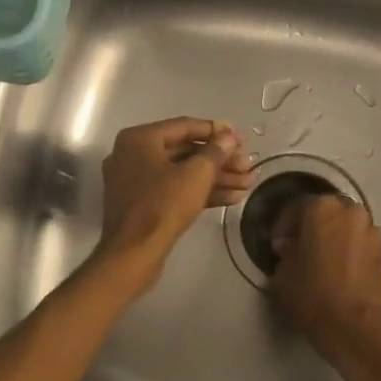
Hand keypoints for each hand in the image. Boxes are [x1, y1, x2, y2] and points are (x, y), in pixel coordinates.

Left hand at [96, 118, 252, 290]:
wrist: (133, 253)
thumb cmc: (163, 205)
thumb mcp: (196, 175)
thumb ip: (216, 152)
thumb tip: (229, 136)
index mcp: (139, 139)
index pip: (184, 126)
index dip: (216, 132)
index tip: (241, 139)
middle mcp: (133, 155)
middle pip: (185, 151)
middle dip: (220, 161)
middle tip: (248, 167)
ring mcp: (135, 181)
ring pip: (182, 173)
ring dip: (216, 178)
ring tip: (248, 184)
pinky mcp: (142, 204)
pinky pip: (174, 190)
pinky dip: (200, 192)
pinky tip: (232, 198)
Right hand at [271, 195, 380, 375]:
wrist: (354, 326)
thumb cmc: (312, 294)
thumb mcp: (284, 271)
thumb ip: (286, 250)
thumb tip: (290, 244)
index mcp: (322, 208)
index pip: (297, 206)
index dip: (283, 224)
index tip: (276, 244)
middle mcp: (350, 211)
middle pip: (325, 211)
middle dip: (310, 226)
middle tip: (297, 247)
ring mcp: (371, 230)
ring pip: (345, 226)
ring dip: (331, 236)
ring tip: (319, 258)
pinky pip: (358, 242)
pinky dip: (347, 249)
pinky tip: (337, 269)